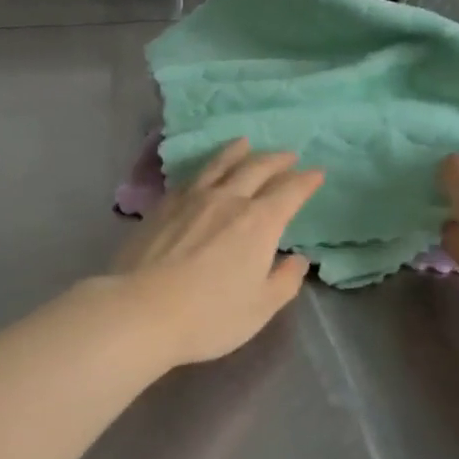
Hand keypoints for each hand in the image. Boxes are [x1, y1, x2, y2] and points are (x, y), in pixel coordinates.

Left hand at [111, 139, 324, 369]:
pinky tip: (205, 171)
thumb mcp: (259, 308)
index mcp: (259, 223)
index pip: (289, 192)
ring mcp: (192, 198)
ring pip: (220, 164)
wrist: (142, 309)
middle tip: (288, 155)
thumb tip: (298, 259)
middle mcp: (228, 200)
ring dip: (238, 151)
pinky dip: (207, 168)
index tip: (317, 172)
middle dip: (277, 160)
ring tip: (246, 143)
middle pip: (257, 169)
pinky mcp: (164, 204)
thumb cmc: (209, 315)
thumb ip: (283, 281)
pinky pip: (192, 177)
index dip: (306, 181)